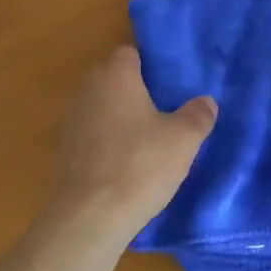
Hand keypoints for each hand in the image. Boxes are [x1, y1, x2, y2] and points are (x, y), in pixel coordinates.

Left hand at [50, 45, 216, 237]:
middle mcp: (88, 90)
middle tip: (163, 110)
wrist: (89, 217)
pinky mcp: (64, 151)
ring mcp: (72, 121)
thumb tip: (206, 102)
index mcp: (115, 76)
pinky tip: (125, 165)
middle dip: (134, 90)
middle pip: (113, 79)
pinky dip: (106, 143)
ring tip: (147, 140)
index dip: (149, 65)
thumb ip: (198, 115)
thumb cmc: (140, 165)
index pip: (129, 53)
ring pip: (101, 108)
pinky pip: (91, 135)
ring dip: (119, 118)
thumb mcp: (183, 140)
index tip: (169, 84)